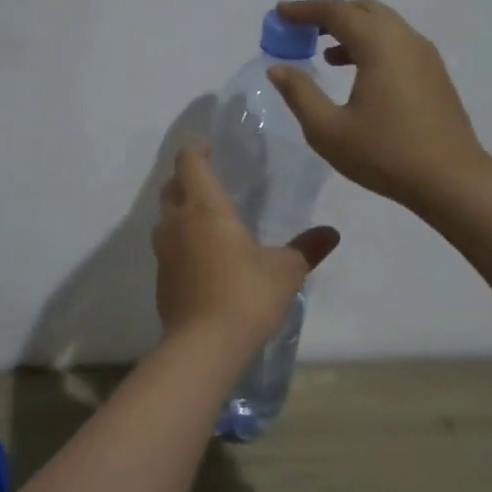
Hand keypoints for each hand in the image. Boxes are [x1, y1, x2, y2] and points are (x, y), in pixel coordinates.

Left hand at [152, 145, 339, 351]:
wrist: (203, 345)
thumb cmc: (245, 294)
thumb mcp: (285, 271)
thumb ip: (306, 248)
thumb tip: (331, 233)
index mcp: (205, 207)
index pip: (189, 162)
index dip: (197, 149)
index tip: (210, 146)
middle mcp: (177, 221)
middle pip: (172, 186)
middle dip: (187, 178)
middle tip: (211, 180)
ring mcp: (164, 250)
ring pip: (166, 217)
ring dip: (181, 209)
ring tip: (207, 218)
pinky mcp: (161, 277)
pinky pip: (167, 246)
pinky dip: (180, 240)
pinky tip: (202, 257)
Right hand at [267, 0, 490, 209]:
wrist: (452, 181)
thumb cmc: (385, 154)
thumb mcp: (328, 130)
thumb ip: (300, 93)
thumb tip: (278, 68)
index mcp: (379, 45)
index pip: (336, 11)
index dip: (303, 9)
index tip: (278, 12)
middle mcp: (405, 39)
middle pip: (362, 9)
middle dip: (328, 14)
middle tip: (299, 30)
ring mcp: (424, 55)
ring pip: (382, 24)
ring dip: (350, 28)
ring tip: (322, 52)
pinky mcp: (433, 73)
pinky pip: (395, 42)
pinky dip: (369, 43)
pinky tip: (354, 72)